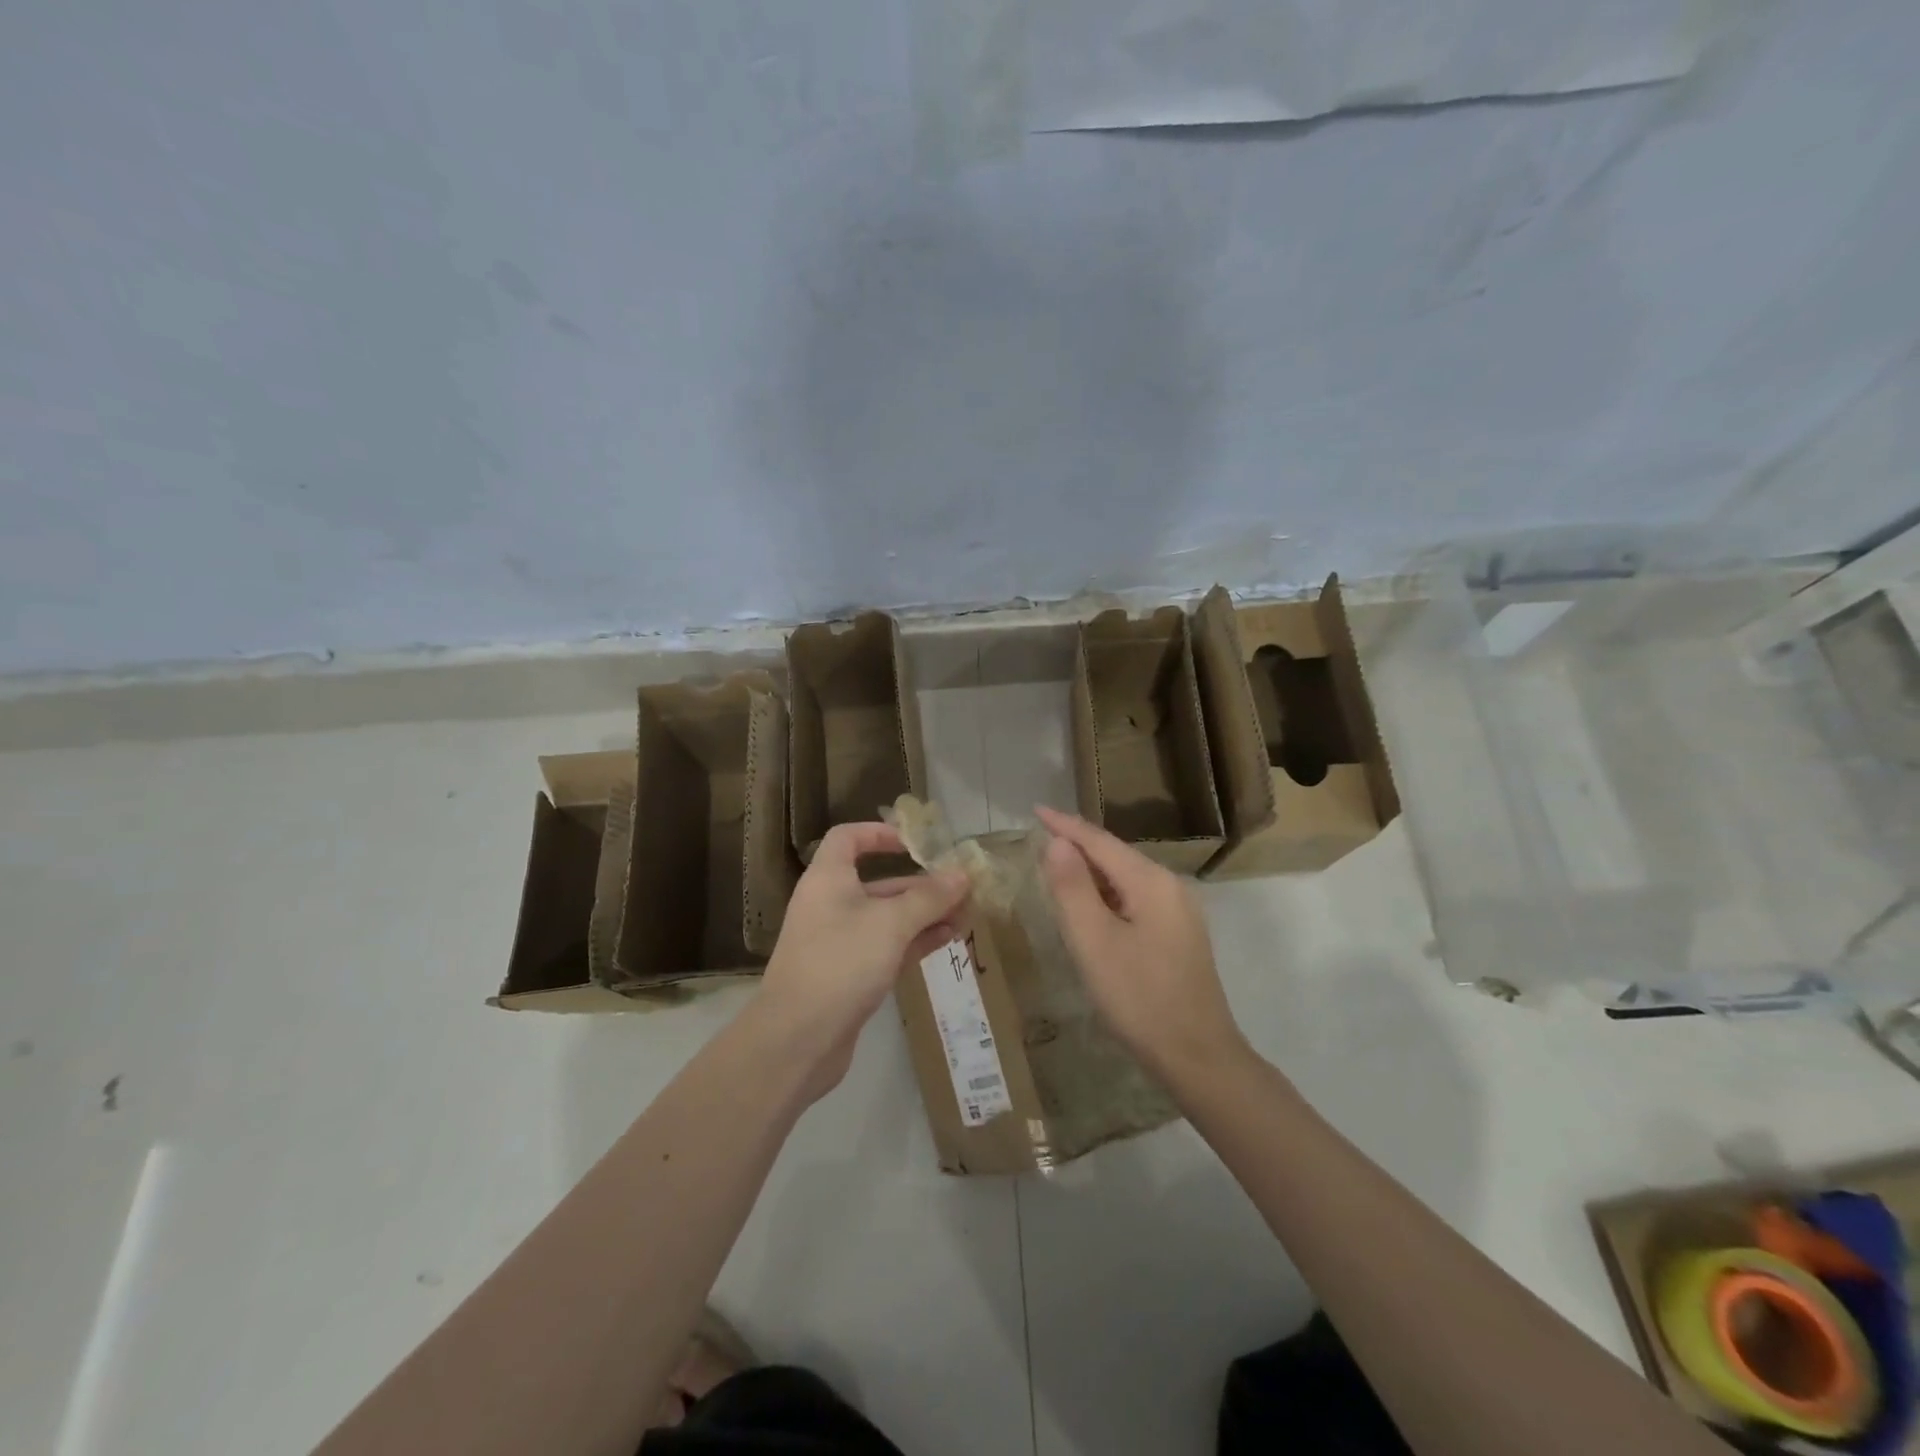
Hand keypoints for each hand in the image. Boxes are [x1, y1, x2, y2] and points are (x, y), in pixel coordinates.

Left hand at [754, 822, 969, 1099]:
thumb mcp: (891, 924)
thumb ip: (929, 898)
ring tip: (966, 917)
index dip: (880, 833)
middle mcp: (830, 904)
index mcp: (828, 879)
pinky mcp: (848, 975)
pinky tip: (948, 941)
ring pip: (886, 918)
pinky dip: (914, 940)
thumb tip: (962, 875)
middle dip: (920, 884)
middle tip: (962, 889)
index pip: (848, 838)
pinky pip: (886, 946)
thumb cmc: (841, 963)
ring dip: (924, 915)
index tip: (916, 844)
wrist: (797, 1040)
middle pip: (877, 882)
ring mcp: (838, 942)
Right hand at [1035, 806, 1246, 1083]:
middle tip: (1038, 842)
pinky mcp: (1179, 935)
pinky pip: (1136, 900)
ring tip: (1056, 871)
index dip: (1065, 825)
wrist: (1198, 1057)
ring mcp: (1179, 912)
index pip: (1100, 841)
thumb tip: (1057, 842)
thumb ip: (1072, 888)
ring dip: (1091, 873)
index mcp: (1151, 882)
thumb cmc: (1139, 998)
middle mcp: (1170, 887)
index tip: (1035, 810)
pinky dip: (1107, 896)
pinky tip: (1091, 909)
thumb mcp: (1094, 942)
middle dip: (1077, 846)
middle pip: (1115, 856)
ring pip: (1126, 879)